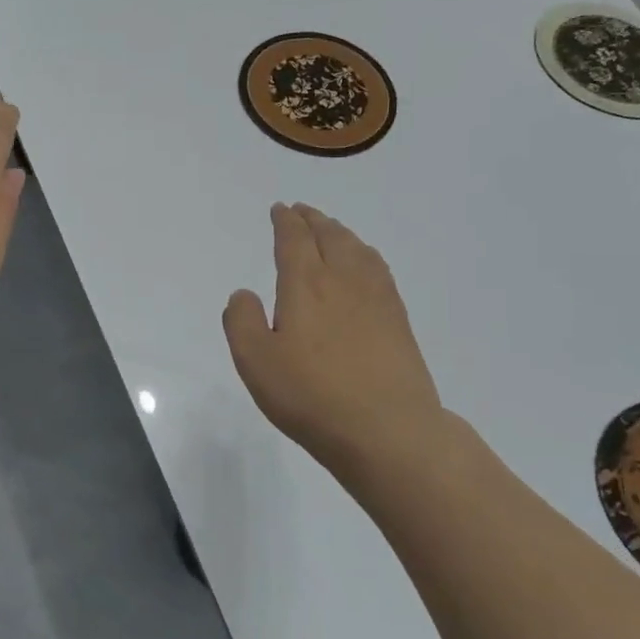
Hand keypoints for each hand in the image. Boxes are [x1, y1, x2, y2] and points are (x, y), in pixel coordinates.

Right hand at [222, 203, 453, 487]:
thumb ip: (241, 321)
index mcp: (306, 285)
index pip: (294, 240)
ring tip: (330, 230)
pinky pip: (379, 270)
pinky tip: (364, 266)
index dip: (285, 222)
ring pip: (358, 250)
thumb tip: (243, 294)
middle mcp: (343, 281)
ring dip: (340, 233)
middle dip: (313, 220)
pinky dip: (365, 255)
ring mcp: (377, 299)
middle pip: (329, 237)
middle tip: (302, 211)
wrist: (388, 429)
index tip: (280, 209)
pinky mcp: (398, 321)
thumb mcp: (255, 361)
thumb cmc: (311, 395)